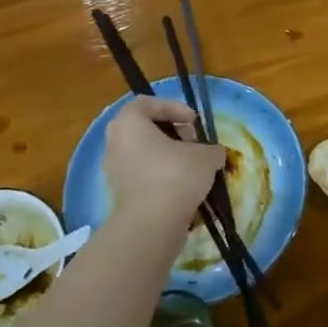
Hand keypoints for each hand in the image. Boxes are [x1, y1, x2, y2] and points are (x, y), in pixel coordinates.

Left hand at [103, 96, 224, 224]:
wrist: (151, 223)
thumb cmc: (176, 176)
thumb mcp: (205, 156)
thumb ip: (212, 149)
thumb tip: (214, 153)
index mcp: (128, 122)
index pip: (148, 103)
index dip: (174, 108)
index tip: (194, 122)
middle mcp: (115, 141)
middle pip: (144, 127)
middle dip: (172, 132)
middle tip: (193, 142)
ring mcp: (113, 168)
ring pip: (143, 152)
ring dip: (167, 155)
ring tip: (191, 166)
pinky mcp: (118, 192)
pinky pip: (141, 173)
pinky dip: (160, 174)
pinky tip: (181, 186)